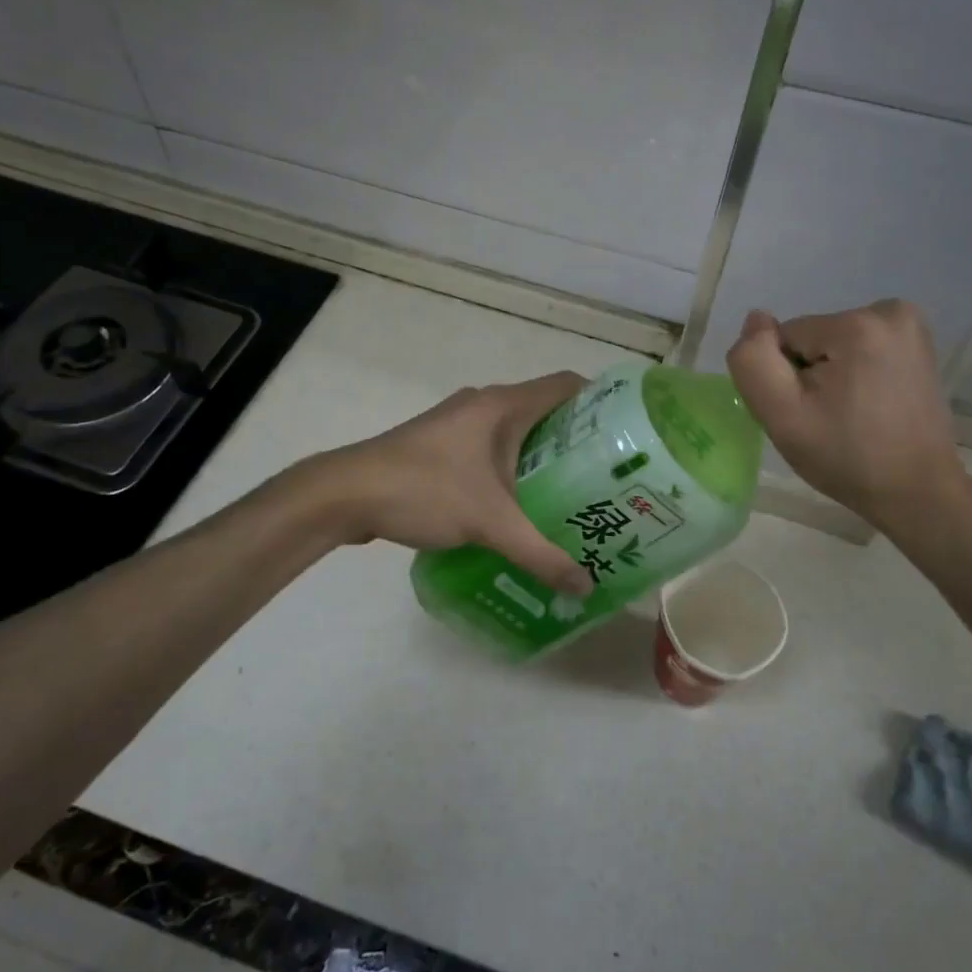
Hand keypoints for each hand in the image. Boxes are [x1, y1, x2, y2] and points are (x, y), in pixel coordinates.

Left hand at [309, 373, 593, 595]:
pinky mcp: (441, 445)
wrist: (345, 494)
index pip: (567, 385)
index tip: (627, 435)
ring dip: (543, 458)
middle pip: (546, 410)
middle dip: (577, 440)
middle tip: (608, 477)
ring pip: (516, 433)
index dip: (601, 402)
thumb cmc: (425, 490)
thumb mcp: (491, 524)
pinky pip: (492, 449)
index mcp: (504, 405)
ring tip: (574, 496)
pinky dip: (513, 469)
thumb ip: (541, 555)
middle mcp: (485, 404)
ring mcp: (460, 424)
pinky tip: (521, 506)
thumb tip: (585, 587)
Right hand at [725, 301, 970, 543]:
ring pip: (833, 345)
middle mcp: (889, 311)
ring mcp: (910, 326)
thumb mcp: (782, 415)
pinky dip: (854, 374)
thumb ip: (753, 360)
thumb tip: (756, 319)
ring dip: (831, 377)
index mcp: (857, 325)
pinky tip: (868, 406)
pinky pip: (859, 349)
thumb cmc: (846, 457)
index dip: (786, 378)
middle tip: (828, 419)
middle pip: (812, 338)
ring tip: (849, 416)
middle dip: (810, 376)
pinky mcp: (918, 344)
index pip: (785, 338)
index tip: (809, 413)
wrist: (916, 491)